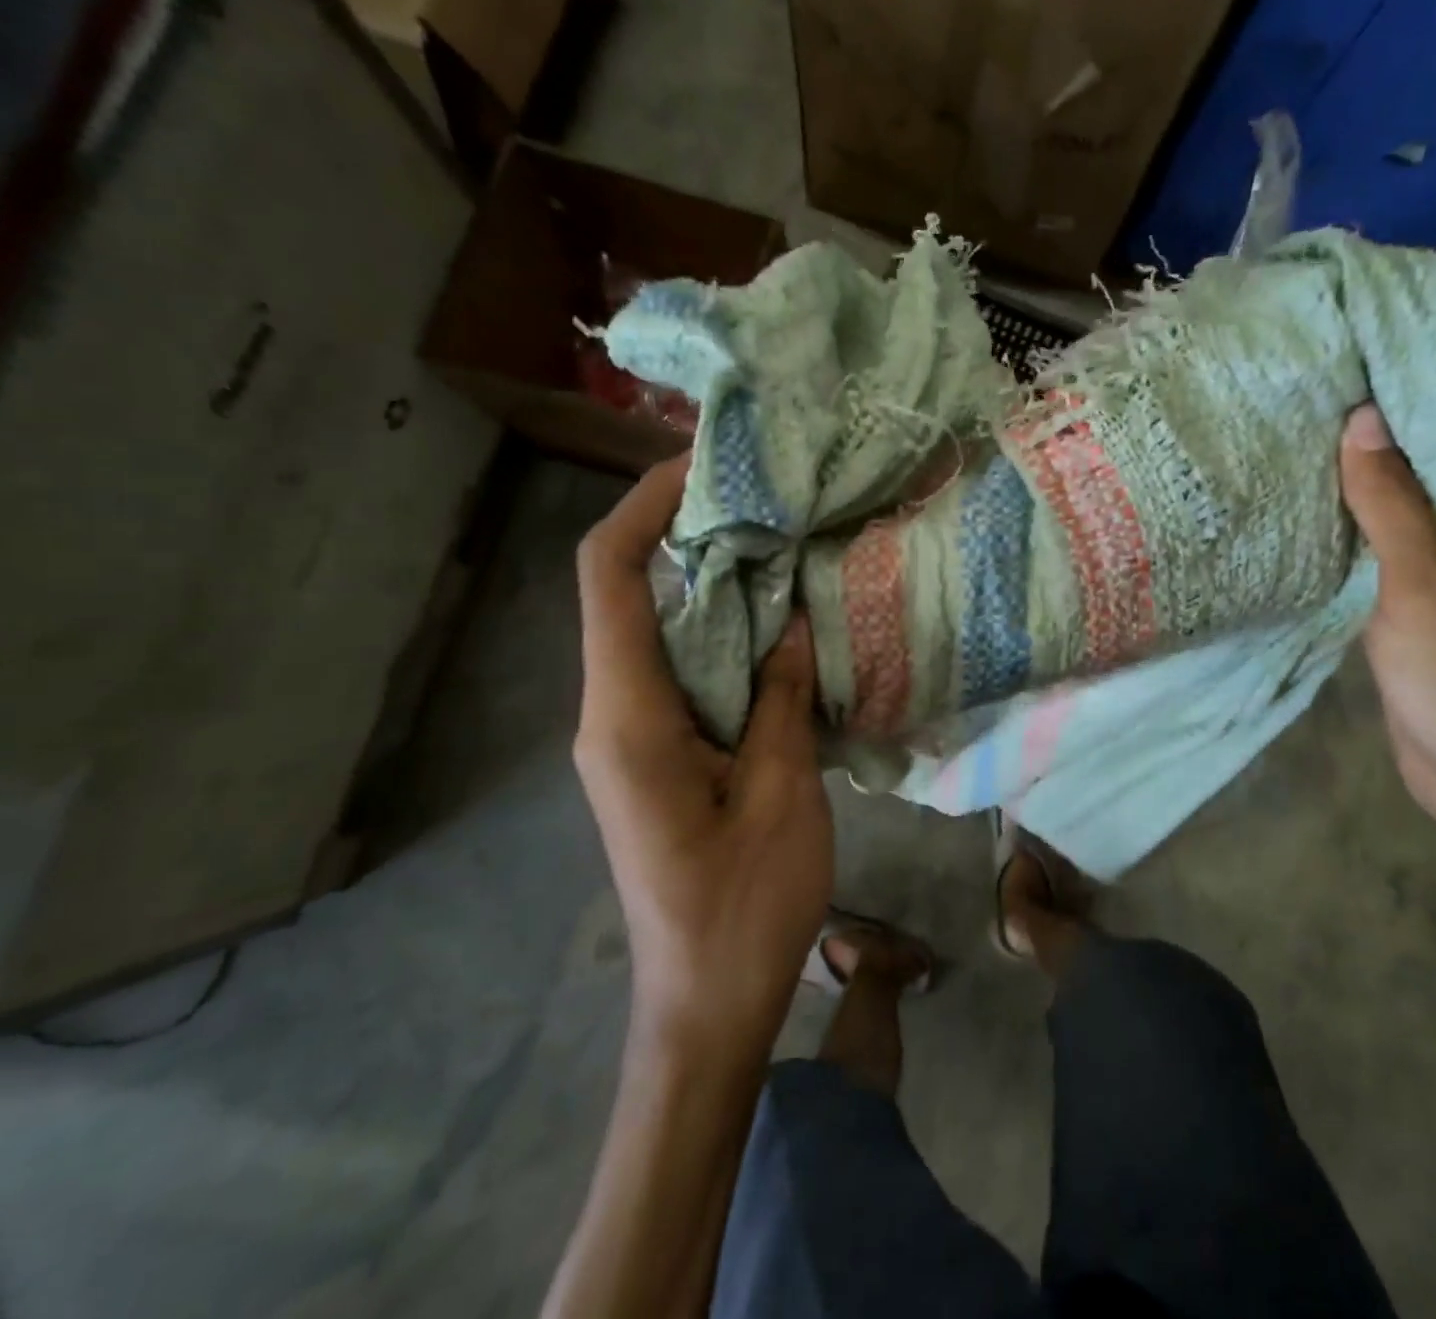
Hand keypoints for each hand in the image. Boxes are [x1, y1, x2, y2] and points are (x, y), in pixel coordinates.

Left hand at [573, 456, 833, 1057]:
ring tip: (784, 550)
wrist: (707, 1005)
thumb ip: (778, 697)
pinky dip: (723, 637)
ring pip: (660, 632)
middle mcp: (612, 715)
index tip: (702, 466)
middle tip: (769, 502)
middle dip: (688, 537)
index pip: (612, 578)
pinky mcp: (656, 756)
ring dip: (713, 587)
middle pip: (631, 594)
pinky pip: (681, 672)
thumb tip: (788, 619)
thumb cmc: (745, 908)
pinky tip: (778, 629)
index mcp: (629, 718)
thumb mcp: (782, 793)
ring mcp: (629, 737)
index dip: (645, 507)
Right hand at [1338, 319, 1435, 863]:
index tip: (1388, 328)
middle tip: (1317, 366)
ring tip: (1293, 419)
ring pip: (1414, 462)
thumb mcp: (1430, 591)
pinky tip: (1298, 494)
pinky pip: (1385, 516)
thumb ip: (1394, 504)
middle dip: (1398, 377)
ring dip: (1365, 439)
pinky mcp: (1414, 580)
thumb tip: (1359, 417)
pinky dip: (1349, 496)